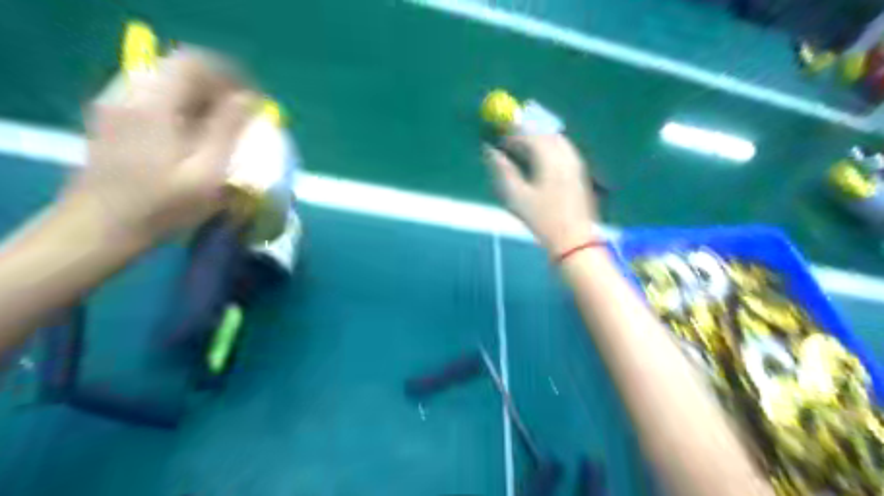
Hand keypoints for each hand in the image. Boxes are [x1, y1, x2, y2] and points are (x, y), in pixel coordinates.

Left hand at [65, 48, 258, 244]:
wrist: (100, 227)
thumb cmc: (163, 206)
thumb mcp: (207, 173)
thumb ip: (229, 131)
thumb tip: (248, 99)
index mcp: (155, 104)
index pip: (196, 64)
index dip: (231, 76)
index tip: (254, 101)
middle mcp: (131, 93)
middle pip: (181, 69)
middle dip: (219, 88)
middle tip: (243, 115)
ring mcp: (117, 104)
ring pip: (169, 83)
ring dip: (202, 97)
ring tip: (225, 126)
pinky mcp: (113, 118)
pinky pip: (156, 97)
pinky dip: (184, 107)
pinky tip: (195, 135)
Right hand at [483, 131, 600, 253]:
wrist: (574, 240)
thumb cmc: (542, 219)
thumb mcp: (516, 196)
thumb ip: (503, 170)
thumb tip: (491, 152)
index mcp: (549, 158)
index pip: (529, 136)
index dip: (511, 133)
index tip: (498, 137)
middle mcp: (565, 155)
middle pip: (545, 133)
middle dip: (526, 133)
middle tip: (509, 139)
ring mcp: (576, 163)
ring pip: (556, 140)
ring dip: (539, 139)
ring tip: (523, 149)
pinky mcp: (580, 172)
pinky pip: (563, 149)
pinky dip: (549, 148)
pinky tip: (541, 160)